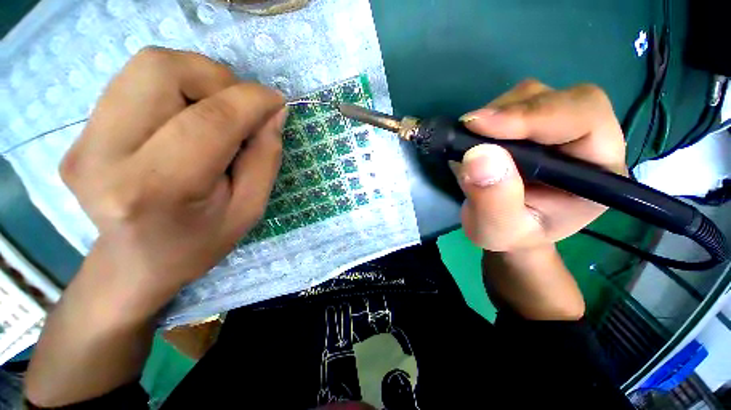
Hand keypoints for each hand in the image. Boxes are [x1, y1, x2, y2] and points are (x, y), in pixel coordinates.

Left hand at [60, 47, 286, 299]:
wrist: (137, 262)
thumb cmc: (200, 243)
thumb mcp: (249, 208)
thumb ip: (265, 157)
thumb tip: (274, 112)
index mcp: (156, 189)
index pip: (209, 121)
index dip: (251, 100)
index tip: (277, 101)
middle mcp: (103, 156)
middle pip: (162, 69)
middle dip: (217, 78)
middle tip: (240, 109)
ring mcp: (81, 141)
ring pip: (148, 66)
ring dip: (198, 79)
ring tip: (217, 113)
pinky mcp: (79, 133)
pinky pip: (136, 82)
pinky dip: (177, 88)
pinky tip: (188, 119)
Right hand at [455, 79, 625, 251]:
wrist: (506, 228)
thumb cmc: (510, 234)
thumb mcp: (498, 229)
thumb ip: (494, 200)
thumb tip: (478, 155)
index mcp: (598, 170)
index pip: (583, 118)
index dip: (534, 116)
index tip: (480, 125)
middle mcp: (586, 139)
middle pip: (558, 98)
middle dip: (511, 111)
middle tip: (469, 130)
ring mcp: (556, 129)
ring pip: (531, 96)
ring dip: (495, 113)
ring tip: (470, 141)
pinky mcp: (530, 126)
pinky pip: (511, 104)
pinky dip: (488, 116)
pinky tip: (474, 138)